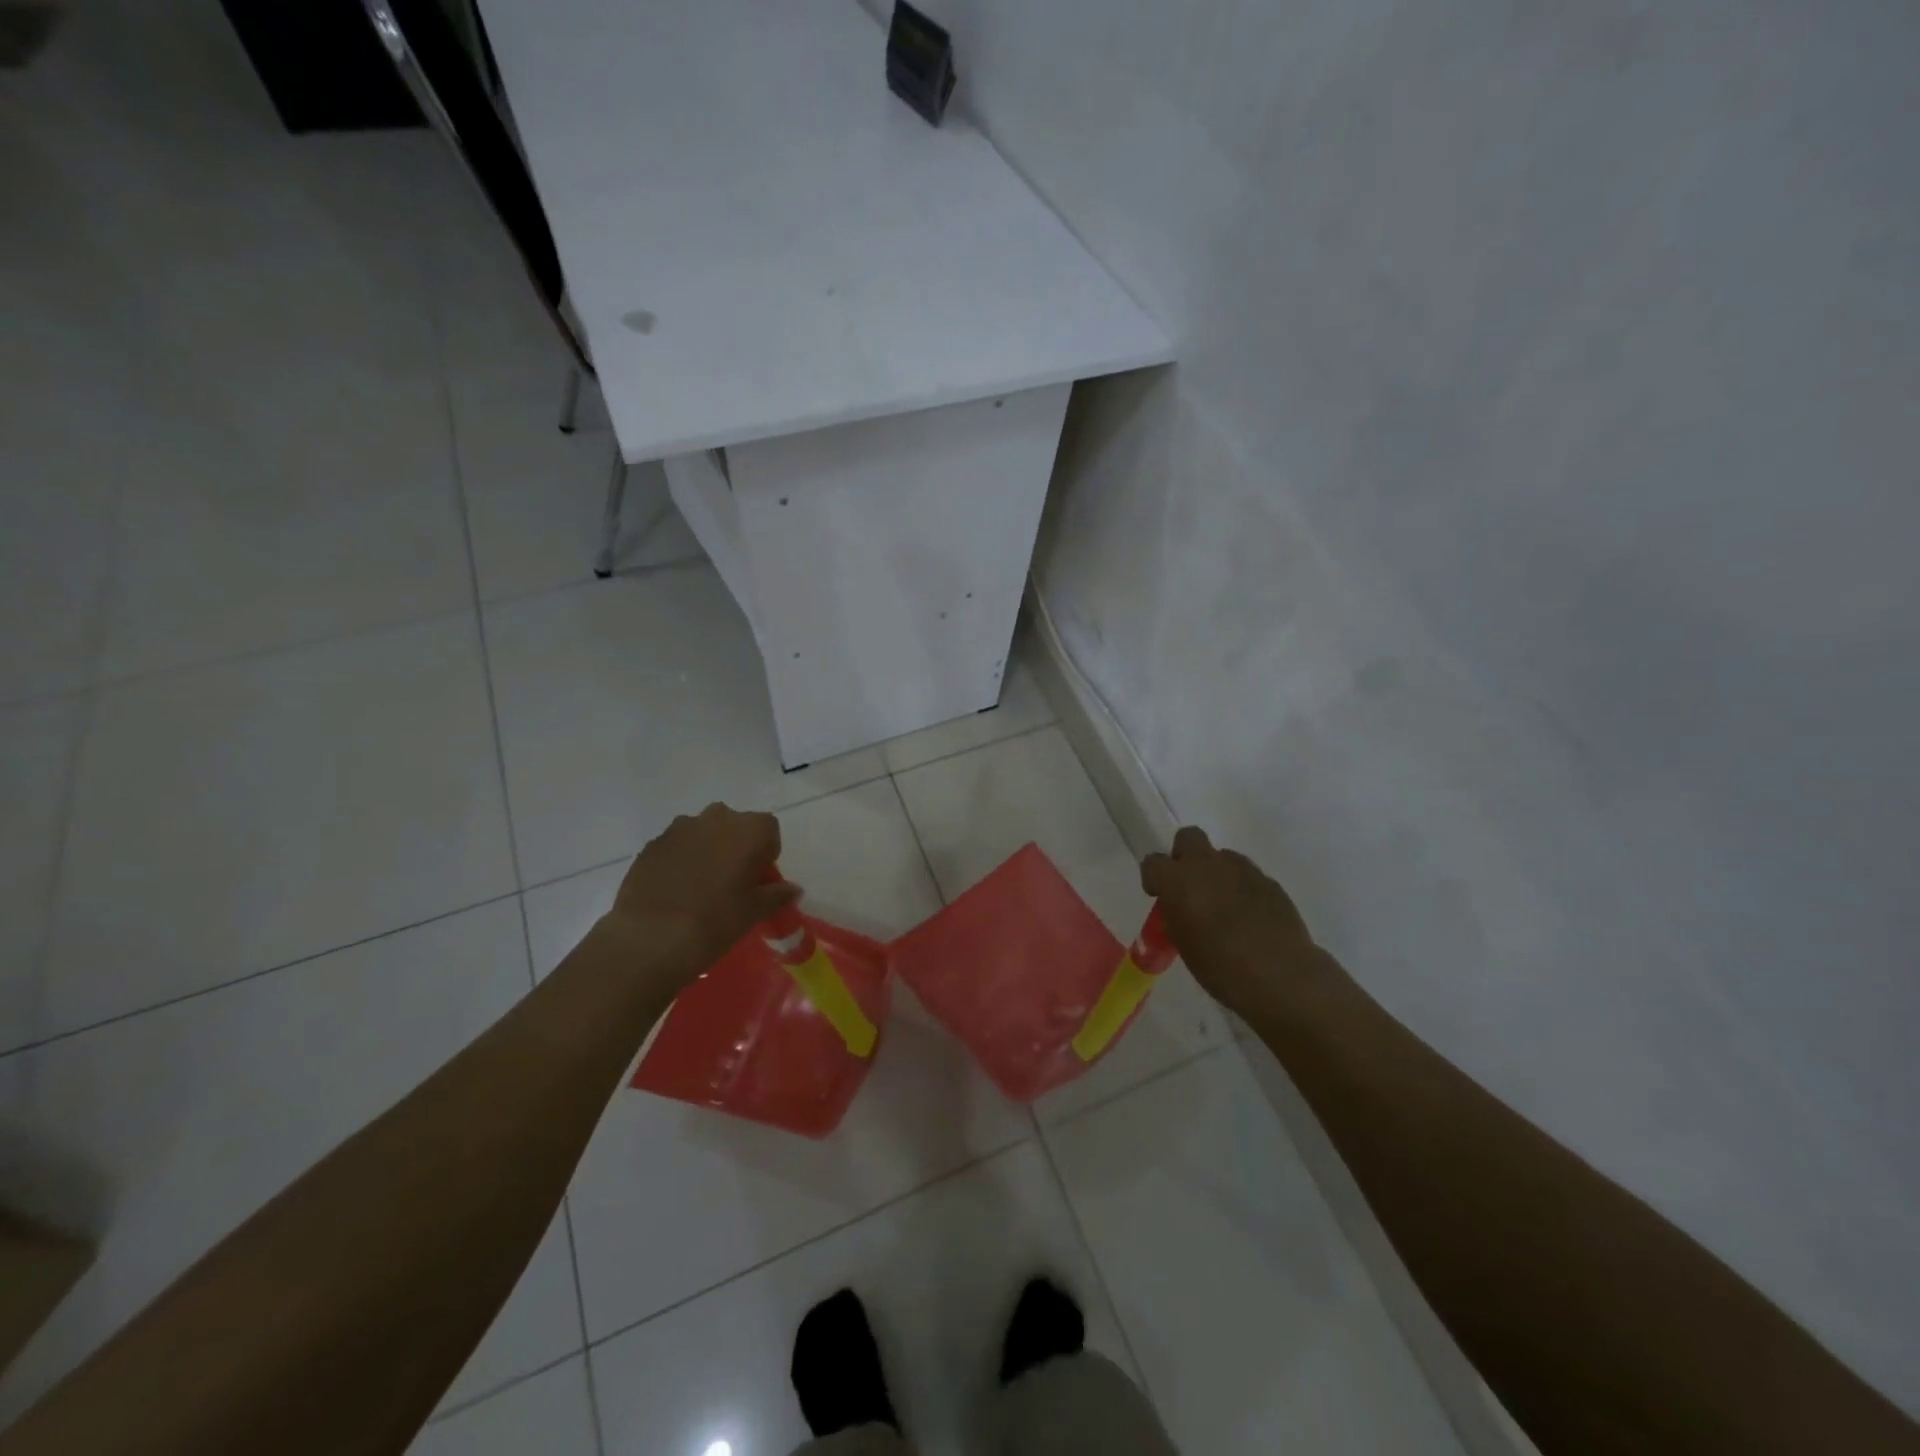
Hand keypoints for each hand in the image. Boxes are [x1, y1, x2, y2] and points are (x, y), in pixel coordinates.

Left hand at [599, 803, 798, 983]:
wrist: (649, 938)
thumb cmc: (714, 922)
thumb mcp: (753, 912)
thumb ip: (776, 895)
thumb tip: (792, 889)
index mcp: (748, 829)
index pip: (769, 830)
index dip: (766, 854)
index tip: (758, 880)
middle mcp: (716, 818)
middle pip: (735, 826)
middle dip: (736, 847)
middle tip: (732, 883)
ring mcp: (679, 828)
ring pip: (703, 833)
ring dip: (707, 851)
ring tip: (700, 888)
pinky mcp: (651, 844)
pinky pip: (676, 846)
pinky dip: (680, 861)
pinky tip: (675, 892)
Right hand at [1140, 827, 1317, 1013]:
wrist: (1281, 977)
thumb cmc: (1221, 968)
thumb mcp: (1183, 944)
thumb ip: (1176, 916)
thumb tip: (1179, 908)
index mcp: (1179, 881)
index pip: (1153, 862)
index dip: (1154, 878)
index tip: (1159, 896)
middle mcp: (1208, 865)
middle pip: (1188, 837)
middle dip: (1185, 855)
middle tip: (1189, 886)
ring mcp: (1242, 870)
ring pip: (1222, 856)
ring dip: (1216, 873)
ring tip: (1224, 906)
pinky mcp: (1269, 881)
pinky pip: (1247, 875)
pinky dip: (1242, 889)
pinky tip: (1250, 917)